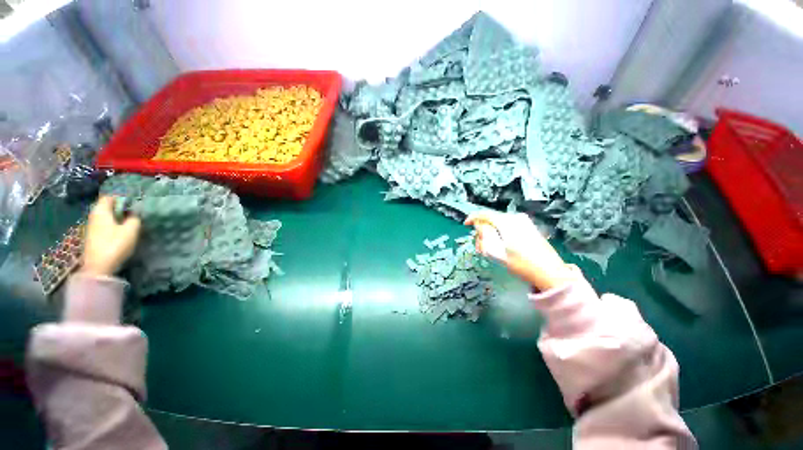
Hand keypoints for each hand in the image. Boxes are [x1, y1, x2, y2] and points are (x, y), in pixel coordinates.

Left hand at [81, 196, 140, 276]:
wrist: (97, 272)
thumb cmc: (113, 247)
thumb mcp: (130, 232)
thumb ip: (135, 220)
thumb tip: (134, 216)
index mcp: (102, 206)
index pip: (113, 196)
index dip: (123, 201)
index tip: (131, 212)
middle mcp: (94, 213)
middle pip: (108, 209)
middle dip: (118, 214)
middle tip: (128, 223)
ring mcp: (90, 228)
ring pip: (104, 221)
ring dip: (113, 225)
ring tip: (122, 235)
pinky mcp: (90, 241)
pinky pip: (101, 232)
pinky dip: (108, 234)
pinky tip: (114, 244)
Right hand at [465, 211, 574, 290]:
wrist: (549, 271)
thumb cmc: (523, 265)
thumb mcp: (499, 254)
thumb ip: (486, 238)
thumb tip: (479, 226)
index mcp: (507, 222)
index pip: (485, 214)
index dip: (473, 218)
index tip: (466, 225)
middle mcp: (516, 218)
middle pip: (493, 219)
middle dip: (484, 231)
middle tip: (480, 248)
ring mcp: (525, 222)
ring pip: (501, 224)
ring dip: (493, 234)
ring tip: (492, 252)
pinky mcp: (530, 228)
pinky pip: (510, 227)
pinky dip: (503, 234)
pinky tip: (504, 249)